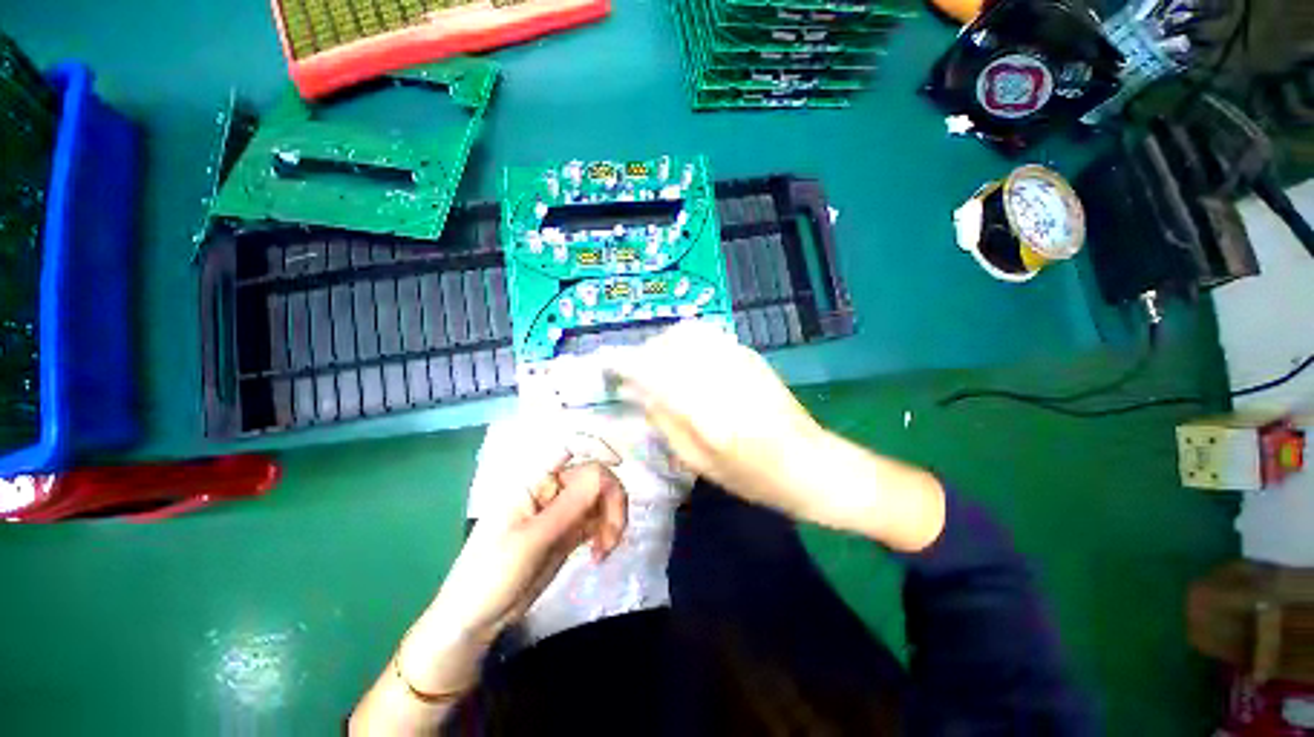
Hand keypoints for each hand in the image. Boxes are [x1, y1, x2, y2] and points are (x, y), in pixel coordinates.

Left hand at [429, 456, 627, 642]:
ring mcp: (562, 511)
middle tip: (613, 534)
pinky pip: (597, 520)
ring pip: (600, 498)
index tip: (619, 464)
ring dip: (611, 518)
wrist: (476, 619)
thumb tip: (603, 475)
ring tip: (604, 550)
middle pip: (594, 475)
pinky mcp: (569, 531)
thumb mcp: (529, 542)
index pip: (568, 446)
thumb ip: (567, 508)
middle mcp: (551, 489)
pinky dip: (606, 532)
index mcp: (534, 481)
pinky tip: (599, 555)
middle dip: (611, 498)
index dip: (596, 445)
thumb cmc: (490, 574)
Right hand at [609, 321, 945, 549]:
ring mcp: (739, 359)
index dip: (626, 364)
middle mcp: (721, 374)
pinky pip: (708, 336)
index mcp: (707, 408)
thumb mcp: (701, 463)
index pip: (654, 370)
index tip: (610, 369)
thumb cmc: (754, 477)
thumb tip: (637, 391)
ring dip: (665, 345)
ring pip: (688, 333)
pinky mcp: (750, 355)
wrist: (812, 464)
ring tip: (659, 368)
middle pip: (669, 343)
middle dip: (645, 354)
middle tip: (635, 374)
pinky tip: (686, 363)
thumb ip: (665, 421)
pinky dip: (686, 343)